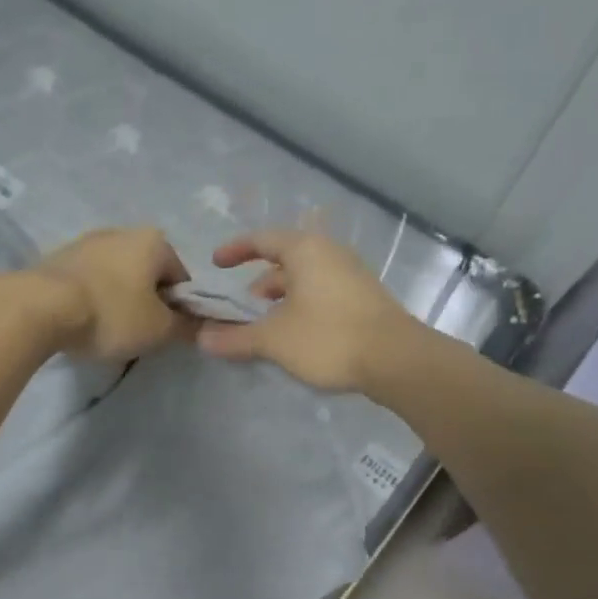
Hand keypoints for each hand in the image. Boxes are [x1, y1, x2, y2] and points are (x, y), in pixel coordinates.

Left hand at [30, 227, 193, 360]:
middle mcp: (121, 231)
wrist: (41, 307)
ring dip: (118, 299)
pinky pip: (88, 280)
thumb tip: (201, 326)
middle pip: (147, 273)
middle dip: (147, 301)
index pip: (181, 277)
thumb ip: (186, 327)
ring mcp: (86, 241)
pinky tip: (83, 320)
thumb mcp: (159, 329)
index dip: (180, 308)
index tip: (166, 332)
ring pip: (116, 275)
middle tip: (138, 333)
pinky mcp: (57, 257)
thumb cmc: (112, 314)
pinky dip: (92, 298)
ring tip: (107, 330)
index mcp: (154, 241)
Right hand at [194, 231, 416, 392]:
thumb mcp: (274, 339)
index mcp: (305, 250)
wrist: (395, 359)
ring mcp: (350, 275)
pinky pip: (321, 292)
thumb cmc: (328, 337)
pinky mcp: (363, 297)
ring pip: (304, 279)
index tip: (216, 265)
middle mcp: (329, 253)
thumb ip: (236, 338)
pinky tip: (296, 335)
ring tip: (266, 326)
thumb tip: (202, 339)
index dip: (235, 250)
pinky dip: (301, 306)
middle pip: (284, 260)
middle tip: (241, 309)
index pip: (262, 239)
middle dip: (258, 283)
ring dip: (280, 299)